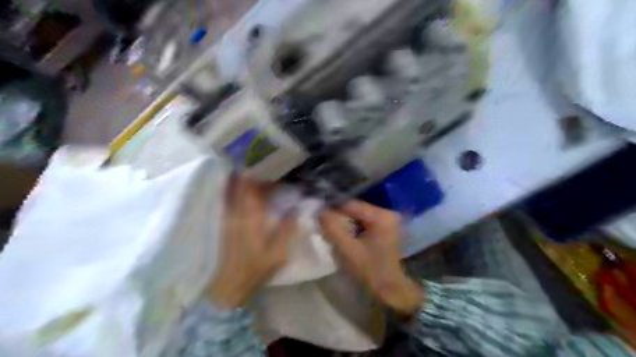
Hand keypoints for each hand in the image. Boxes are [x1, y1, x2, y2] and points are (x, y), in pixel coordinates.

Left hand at [209, 176, 297, 309]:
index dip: (265, 177)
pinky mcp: (223, 223)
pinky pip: (226, 199)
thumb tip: (297, 207)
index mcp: (252, 219)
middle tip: (264, 166)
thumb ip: (287, 229)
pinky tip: (235, 183)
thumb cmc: (255, 270)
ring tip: (251, 169)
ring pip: (232, 190)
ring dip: (241, 178)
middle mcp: (237, 213)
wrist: (227, 286)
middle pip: (243, 186)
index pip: (257, 190)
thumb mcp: (278, 254)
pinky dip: (230, 189)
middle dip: (253, 173)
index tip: (276, 170)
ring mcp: (227, 217)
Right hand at [319, 200, 420, 314]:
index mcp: (381, 216)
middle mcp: (386, 212)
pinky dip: (351, 225)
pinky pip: (362, 221)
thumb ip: (333, 227)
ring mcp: (387, 220)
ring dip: (344, 220)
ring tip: (330, 227)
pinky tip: (343, 233)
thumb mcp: (348, 249)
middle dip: (338, 215)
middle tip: (322, 222)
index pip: (351, 204)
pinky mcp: (384, 227)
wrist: (391, 290)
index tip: (317, 212)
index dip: (332, 207)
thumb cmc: (370, 270)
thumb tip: (319, 210)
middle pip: (355, 208)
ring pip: (357, 214)